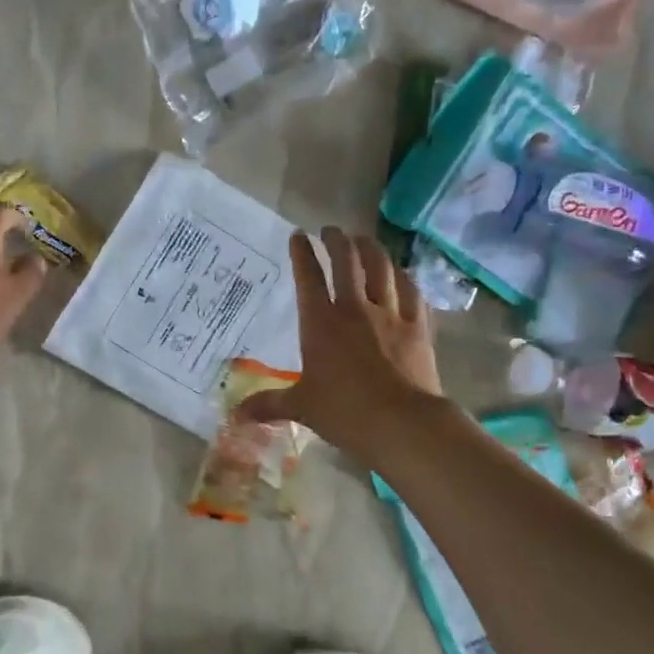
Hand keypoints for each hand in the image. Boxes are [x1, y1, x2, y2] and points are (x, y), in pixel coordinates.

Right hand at [237, 228, 442, 465]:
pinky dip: (403, 276)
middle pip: (347, 262)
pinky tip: (401, 272)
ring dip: (370, 249)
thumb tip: (236, 415)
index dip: (302, 254)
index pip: (308, 278)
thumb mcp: (301, 408)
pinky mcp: (418, 326)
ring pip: (381, 268)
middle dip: (336, 240)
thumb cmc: (345, 412)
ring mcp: (390, 314)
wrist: (402, 423)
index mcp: (321, 324)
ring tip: (363, 239)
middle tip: (331, 230)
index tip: (298, 235)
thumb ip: (269, 404)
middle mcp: (355, 309)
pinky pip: (411, 291)